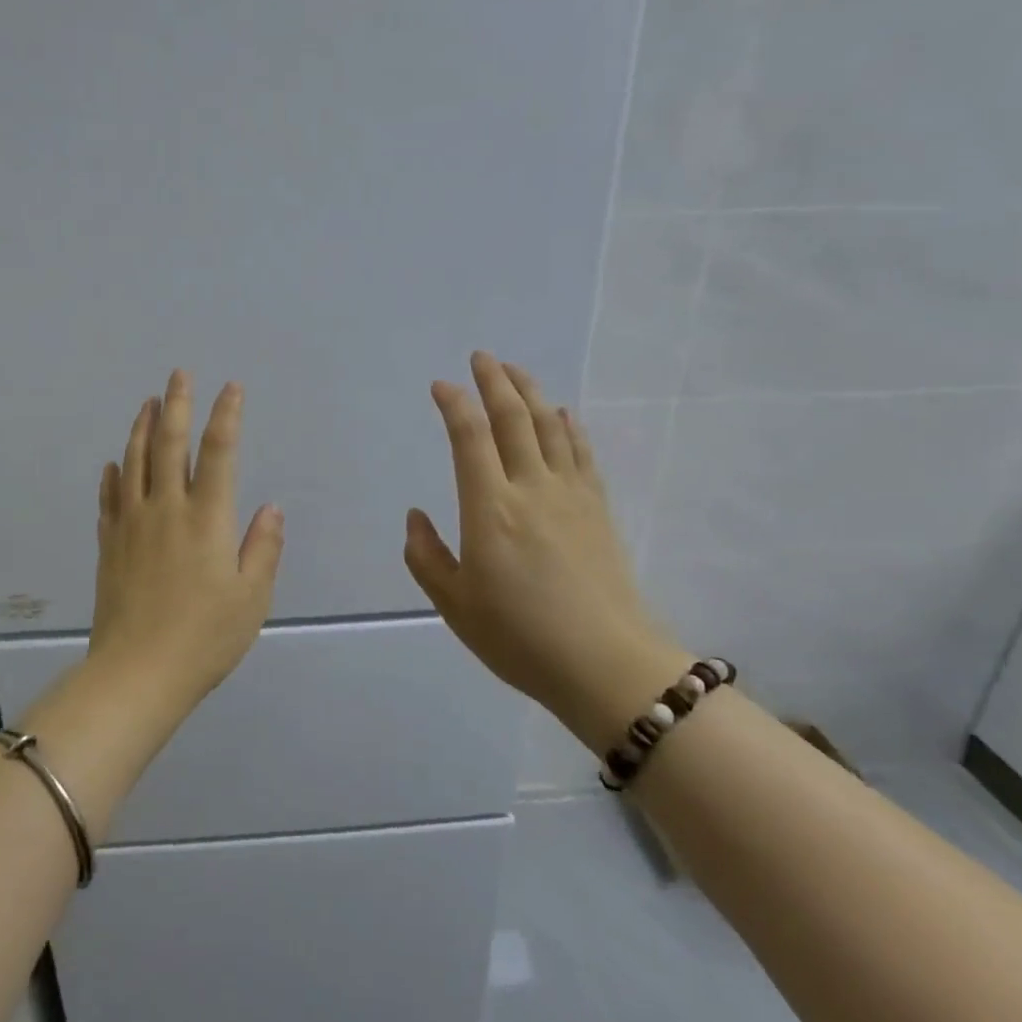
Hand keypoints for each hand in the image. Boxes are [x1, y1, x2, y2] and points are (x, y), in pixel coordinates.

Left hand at [87, 369, 283, 704]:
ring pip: (134, 463)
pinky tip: (114, 464)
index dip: (226, 416)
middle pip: (169, 445)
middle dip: (177, 405)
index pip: (218, 452)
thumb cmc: (205, 637)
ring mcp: (131, 525)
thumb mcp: (251, 597)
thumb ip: (263, 547)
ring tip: (148, 403)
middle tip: (179, 375)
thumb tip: (271, 507)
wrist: (137, 673)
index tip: (231, 388)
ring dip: (142, 429)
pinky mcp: (108, 545)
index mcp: (207, 519)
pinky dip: (113, 476)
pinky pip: (109, 499)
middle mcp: (166, 509)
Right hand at [403, 352, 687, 752]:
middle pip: (513, 418)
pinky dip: (569, 426)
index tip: (441, 386)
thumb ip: (427, 556)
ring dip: (531, 393)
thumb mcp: (455, 605)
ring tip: (515, 371)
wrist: (606, 664)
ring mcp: (570, 495)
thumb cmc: (520, 638)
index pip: (469, 437)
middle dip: (495, 381)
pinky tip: (563, 414)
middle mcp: (531, 488)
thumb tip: (416, 515)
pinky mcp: (598, 508)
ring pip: (550, 427)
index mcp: (490, 509)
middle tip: (482, 357)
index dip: (454, 404)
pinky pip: (582, 453)